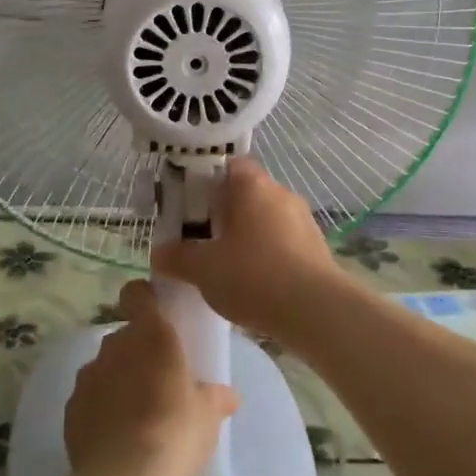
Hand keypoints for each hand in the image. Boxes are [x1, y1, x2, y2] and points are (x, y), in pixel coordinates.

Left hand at [65, 280, 237, 475]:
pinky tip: (115, 437)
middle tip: (158, 380)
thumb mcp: (208, 414)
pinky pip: (88, 399)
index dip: (144, 298)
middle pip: (124, 336)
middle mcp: (114, 345)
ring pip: (104, 367)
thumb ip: (216, 396)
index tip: (156, 314)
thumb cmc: (175, 431)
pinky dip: (99, 409)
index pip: (137, 293)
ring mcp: (87, 376)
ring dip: (117, 381)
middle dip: (137, 352)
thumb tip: (229, 395)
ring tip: (135, 414)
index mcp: (151, 333)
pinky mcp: (70, 409)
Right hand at [151, 157, 351, 346]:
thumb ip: (177, 257)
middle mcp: (280, 192)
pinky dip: (266, 254)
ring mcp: (302, 219)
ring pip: (265, 219)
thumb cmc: (253, 275)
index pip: (227, 165)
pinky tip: (254, 282)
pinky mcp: (316, 246)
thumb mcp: (203, 268)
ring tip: (225, 265)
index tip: (189, 206)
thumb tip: (159, 253)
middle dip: (223, 213)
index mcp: (252, 185)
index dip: (205, 181)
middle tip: (200, 239)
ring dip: (245, 235)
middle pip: (245, 193)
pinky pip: (282, 241)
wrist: (315, 310)